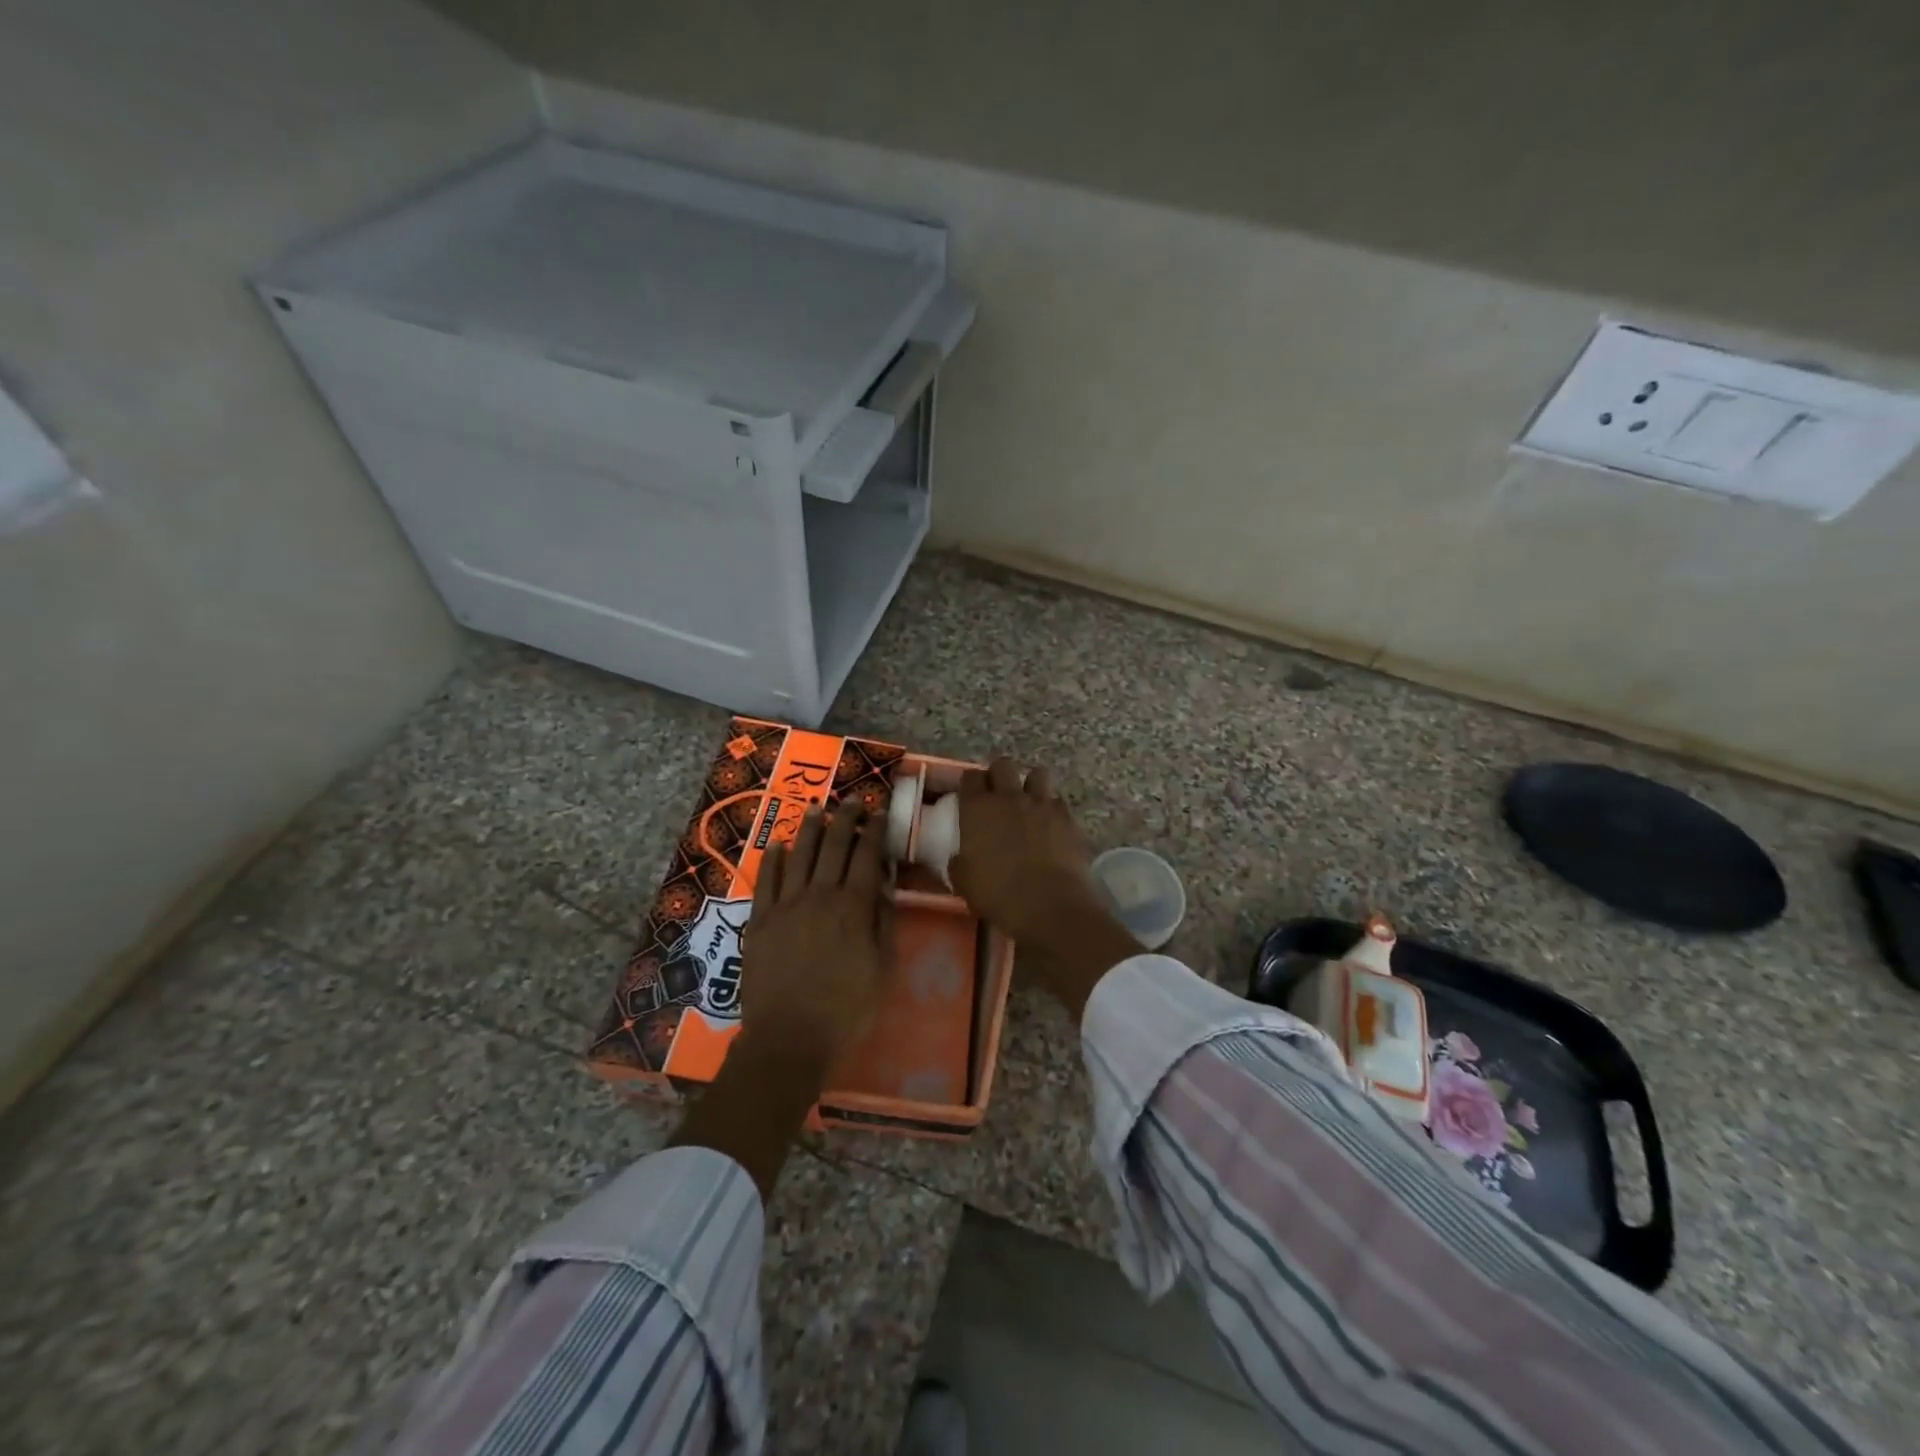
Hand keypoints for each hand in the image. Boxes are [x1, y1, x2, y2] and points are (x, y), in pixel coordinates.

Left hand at [738, 803, 890, 1074]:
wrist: (789, 1038)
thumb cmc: (846, 1009)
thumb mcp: (882, 968)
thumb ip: (883, 922)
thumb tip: (883, 885)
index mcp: (854, 907)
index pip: (866, 856)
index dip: (874, 831)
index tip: (878, 812)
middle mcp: (820, 896)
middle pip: (834, 846)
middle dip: (845, 819)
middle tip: (852, 800)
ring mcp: (786, 906)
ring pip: (800, 855)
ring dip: (810, 829)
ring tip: (817, 808)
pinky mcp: (760, 920)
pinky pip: (766, 880)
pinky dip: (773, 858)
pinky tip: (779, 843)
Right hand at [948, 758, 1140, 1017]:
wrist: (1049, 906)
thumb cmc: (998, 896)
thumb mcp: (964, 882)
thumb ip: (959, 862)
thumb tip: (959, 857)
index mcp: (978, 809)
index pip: (970, 778)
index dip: (970, 784)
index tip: (970, 795)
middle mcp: (1009, 797)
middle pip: (1003, 766)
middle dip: (999, 775)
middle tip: (998, 794)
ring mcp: (1041, 804)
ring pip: (1037, 774)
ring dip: (1031, 784)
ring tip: (1029, 802)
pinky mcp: (1067, 817)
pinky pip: (1058, 801)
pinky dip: (1053, 808)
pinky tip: (1051, 824)